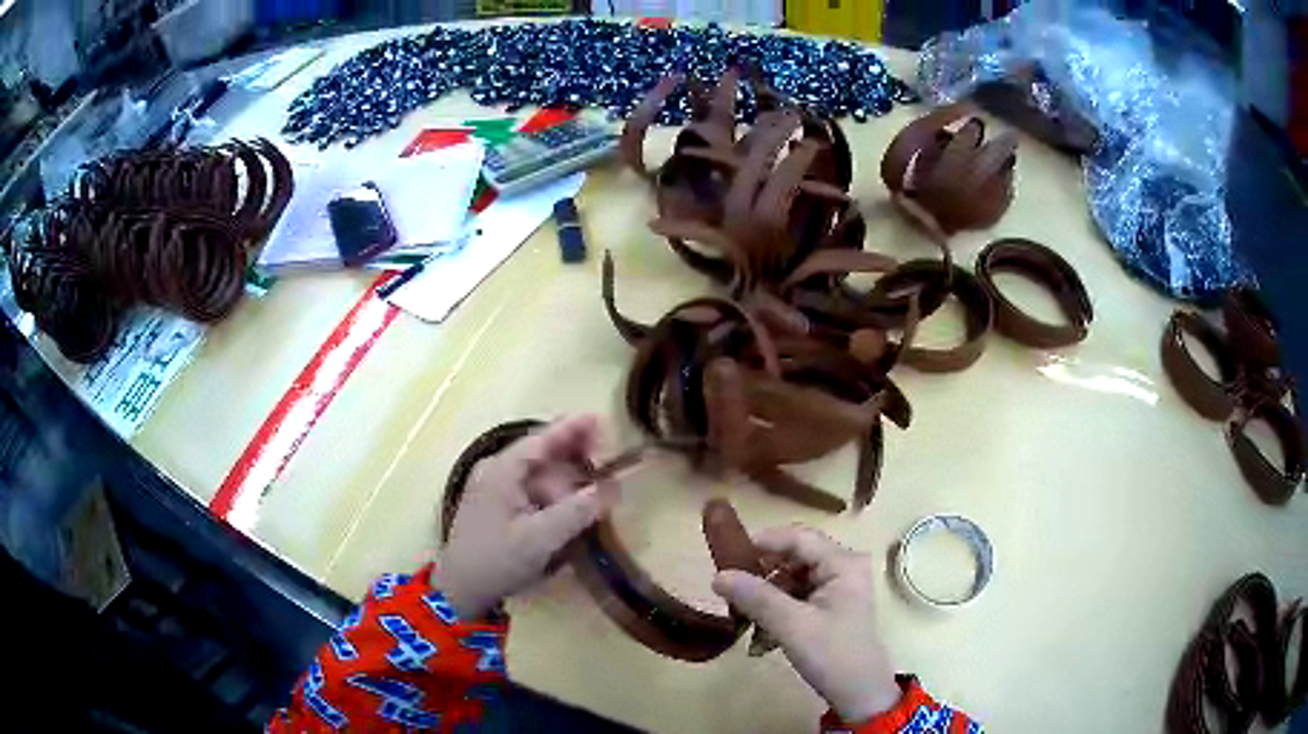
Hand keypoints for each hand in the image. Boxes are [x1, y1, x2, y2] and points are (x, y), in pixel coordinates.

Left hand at [435, 415, 616, 618]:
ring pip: (537, 476)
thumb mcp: (540, 538)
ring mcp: (493, 490)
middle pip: (541, 456)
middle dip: (573, 457)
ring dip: (565, 481)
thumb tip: (611, 488)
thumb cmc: (497, 560)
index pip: (541, 440)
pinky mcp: (496, 508)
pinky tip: (570, 508)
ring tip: (594, 489)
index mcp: (502, 471)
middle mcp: (495, 472)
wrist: (460, 590)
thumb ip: (577, 511)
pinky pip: (530, 492)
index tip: (599, 419)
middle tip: (607, 462)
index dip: (571, 429)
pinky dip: (553, 496)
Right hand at [712, 526, 900, 722]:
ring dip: (765, 603)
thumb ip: (756, 597)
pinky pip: (795, 601)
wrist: (859, 694)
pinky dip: (776, 616)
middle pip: (792, 559)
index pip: (798, 538)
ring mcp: (836, 589)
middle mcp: (842, 568)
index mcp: (842, 563)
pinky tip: (761, 642)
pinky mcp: (829, 609)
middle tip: (730, 594)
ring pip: (790, 582)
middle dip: (761, 579)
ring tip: (744, 625)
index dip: (762, 542)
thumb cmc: (832, 654)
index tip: (726, 556)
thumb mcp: (791, 625)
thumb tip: (717, 576)